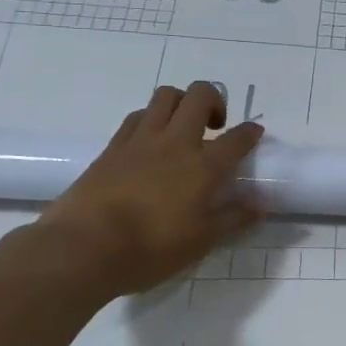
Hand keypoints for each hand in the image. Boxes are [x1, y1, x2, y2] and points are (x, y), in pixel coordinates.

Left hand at [28, 82, 263, 299]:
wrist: (84, 247)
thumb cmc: (150, 249)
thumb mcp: (201, 241)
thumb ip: (233, 218)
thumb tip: (261, 204)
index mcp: (204, 166)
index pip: (237, 138)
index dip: (250, 133)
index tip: (254, 134)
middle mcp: (176, 143)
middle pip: (200, 96)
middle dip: (215, 101)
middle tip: (215, 126)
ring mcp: (141, 140)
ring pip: (166, 96)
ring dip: (181, 103)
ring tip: (182, 127)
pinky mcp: (112, 146)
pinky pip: (137, 116)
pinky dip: (151, 118)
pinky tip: (150, 140)